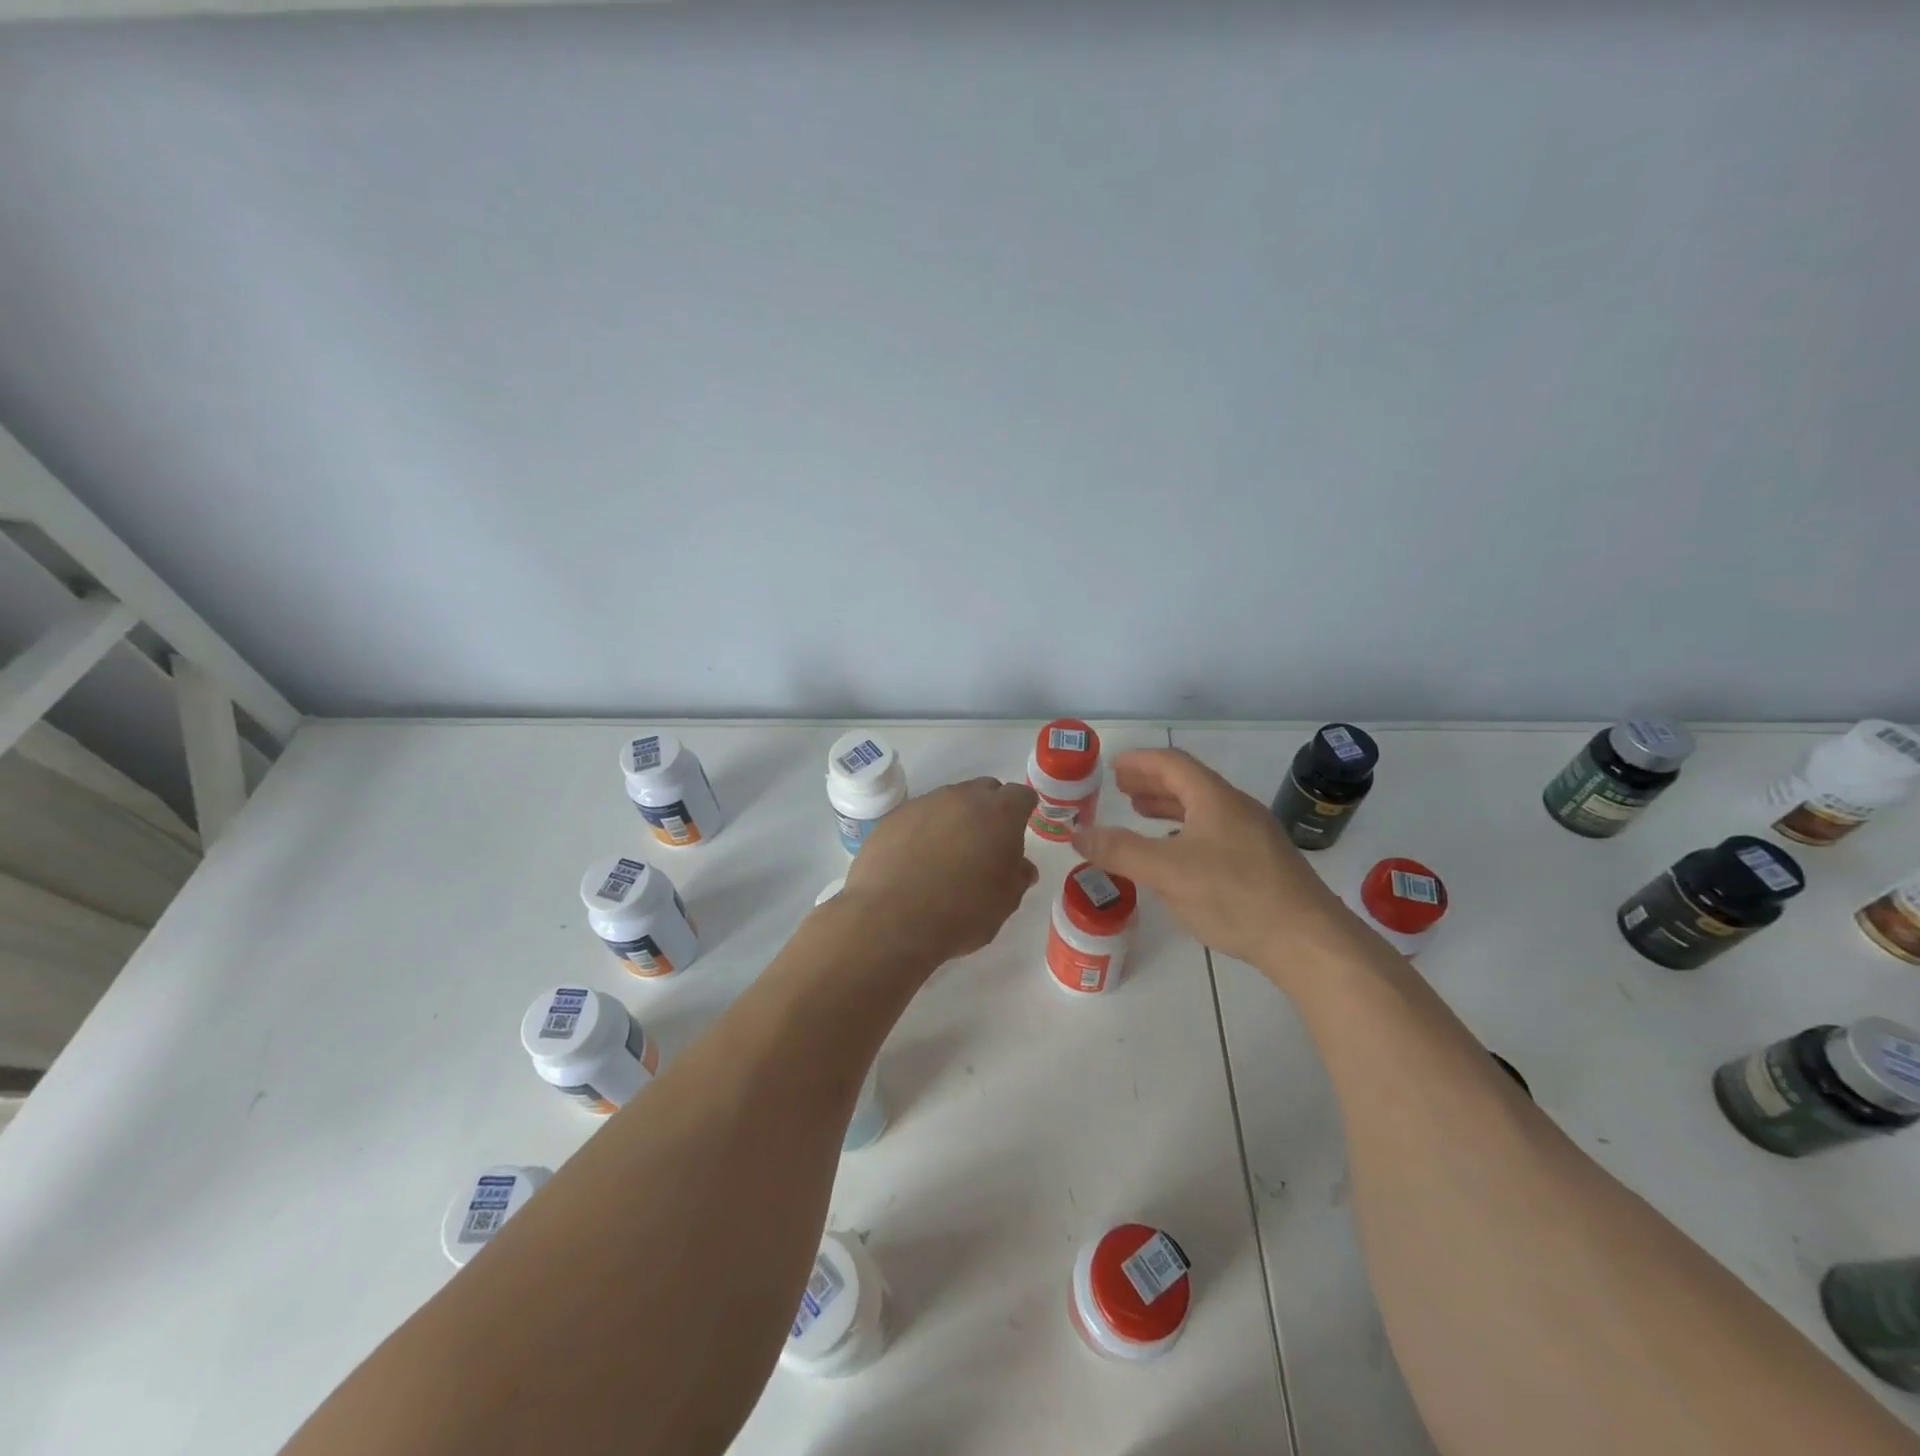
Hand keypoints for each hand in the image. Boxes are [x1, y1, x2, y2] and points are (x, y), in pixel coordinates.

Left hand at [841, 777, 1040, 965]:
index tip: (1018, 832)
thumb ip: (1017, 877)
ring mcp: (924, 804)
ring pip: (948, 802)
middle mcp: (962, 798)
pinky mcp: (893, 817)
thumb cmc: (961, 913)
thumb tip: (1021, 867)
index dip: (1022, 811)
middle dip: (988, 811)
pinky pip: (918, 817)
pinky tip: (915, 862)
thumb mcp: (1004, 903)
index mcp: (998, 813)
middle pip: (984, 791)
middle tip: (984, 846)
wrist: (890, 920)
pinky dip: (923, 832)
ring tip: (946, 858)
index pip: (1021, 795)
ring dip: (954, 821)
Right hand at [1070, 749, 1376, 982]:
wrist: (1307, 940)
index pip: (1172, 764)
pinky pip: (1215, 833)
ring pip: (1203, 810)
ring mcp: (1254, 836)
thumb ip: (1119, 850)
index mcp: (1215, 798)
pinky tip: (1177, 857)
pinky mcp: (1263, 864)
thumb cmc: (1233, 895)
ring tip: (1141, 816)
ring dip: (1169, 808)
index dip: (1139, 762)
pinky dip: (1186, 833)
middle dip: (1151, 783)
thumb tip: (1078, 833)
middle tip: (1121, 790)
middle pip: (1189, 784)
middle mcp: (1236, 809)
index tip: (1112, 767)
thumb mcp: (1166, 871)